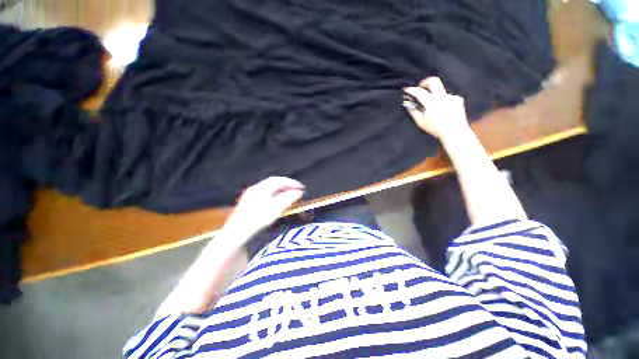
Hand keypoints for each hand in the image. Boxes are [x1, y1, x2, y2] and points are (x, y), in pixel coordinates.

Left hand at [223, 177, 304, 234]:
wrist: (237, 233)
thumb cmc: (258, 219)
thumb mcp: (276, 208)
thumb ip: (289, 198)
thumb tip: (299, 192)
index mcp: (262, 188)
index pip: (280, 180)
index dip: (291, 183)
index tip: (301, 187)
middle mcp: (256, 188)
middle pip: (274, 182)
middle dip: (286, 185)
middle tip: (296, 190)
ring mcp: (251, 195)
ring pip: (269, 188)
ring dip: (280, 190)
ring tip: (289, 195)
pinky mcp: (248, 202)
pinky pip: (265, 194)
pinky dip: (274, 195)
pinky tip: (277, 201)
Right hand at [403, 76, 469, 139]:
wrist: (454, 131)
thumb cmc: (436, 128)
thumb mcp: (421, 122)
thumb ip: (414, 111)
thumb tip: (408, 105)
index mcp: (431, 102)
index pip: (419, 91)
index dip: (411, 89)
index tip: (407, 89)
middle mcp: (442, 96)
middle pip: (433, 81)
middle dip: (425, 82)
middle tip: (421, 87)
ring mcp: (451, 97)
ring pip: (440, 91)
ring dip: (434, 96)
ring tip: (432, 107)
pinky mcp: (458, 100)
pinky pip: (448, 97)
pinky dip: (443, 101)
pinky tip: (442, 110)